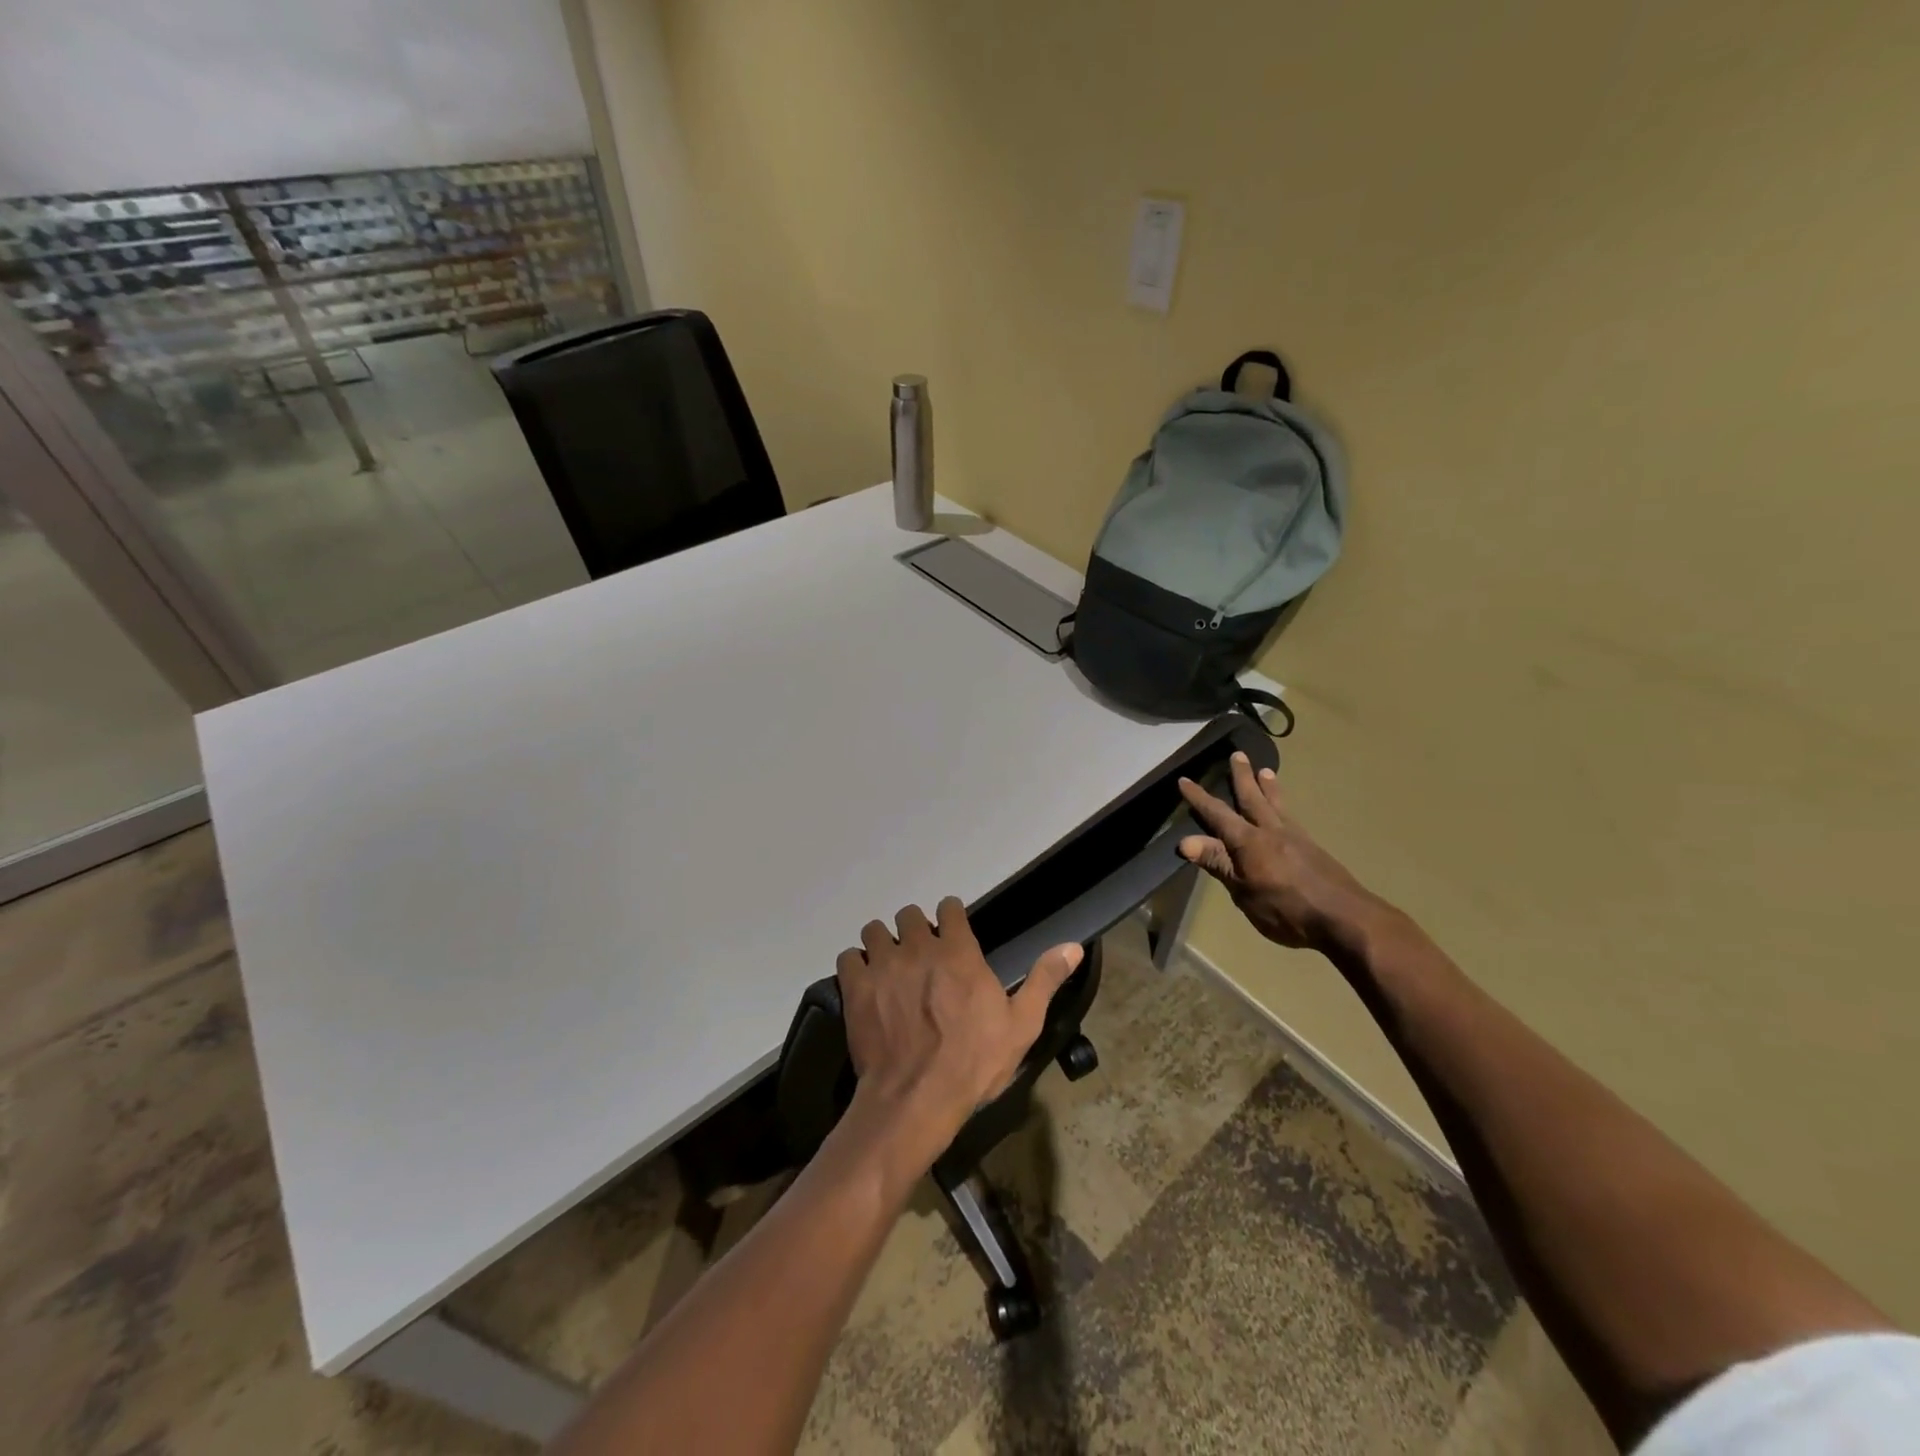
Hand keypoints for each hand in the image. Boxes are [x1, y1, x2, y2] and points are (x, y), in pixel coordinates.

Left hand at [835, 898, 1082, 1175]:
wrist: (917, 1099)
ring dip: (883, 944)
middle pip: (909, 915)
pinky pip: (848, 957)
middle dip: (914, 929)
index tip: (951, 932)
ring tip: (889, 968)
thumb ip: (1044, 979)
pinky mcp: (856, 988)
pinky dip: (856, 966)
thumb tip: (1073, 945)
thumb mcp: (1022, 1025)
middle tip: (920, 956)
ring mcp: (883, 966)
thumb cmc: (974, 1063)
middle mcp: (918, 947)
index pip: (949, 908)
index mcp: (958, 951)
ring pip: (875, 931)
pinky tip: (865, 985)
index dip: (950, 917)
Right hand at [1178, 752, 1385, 950]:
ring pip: (1276, 804)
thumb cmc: (1286, 909)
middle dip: (1241, 777)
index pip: (1217, 814)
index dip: (1199, 798)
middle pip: (1252, 798)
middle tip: (1237, 754)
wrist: (1343, 917)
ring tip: (1265, 770)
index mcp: (1248, 841)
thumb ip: (1218, 863)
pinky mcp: (1312, 848)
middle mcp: (1270, 831)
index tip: (1184, 780)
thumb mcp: (1243, 892)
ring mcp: (1295, 837)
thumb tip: (1185, 841)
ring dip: (1268, 786)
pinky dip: (1283, 805)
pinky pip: (1291, 816)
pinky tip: (1285, 811)